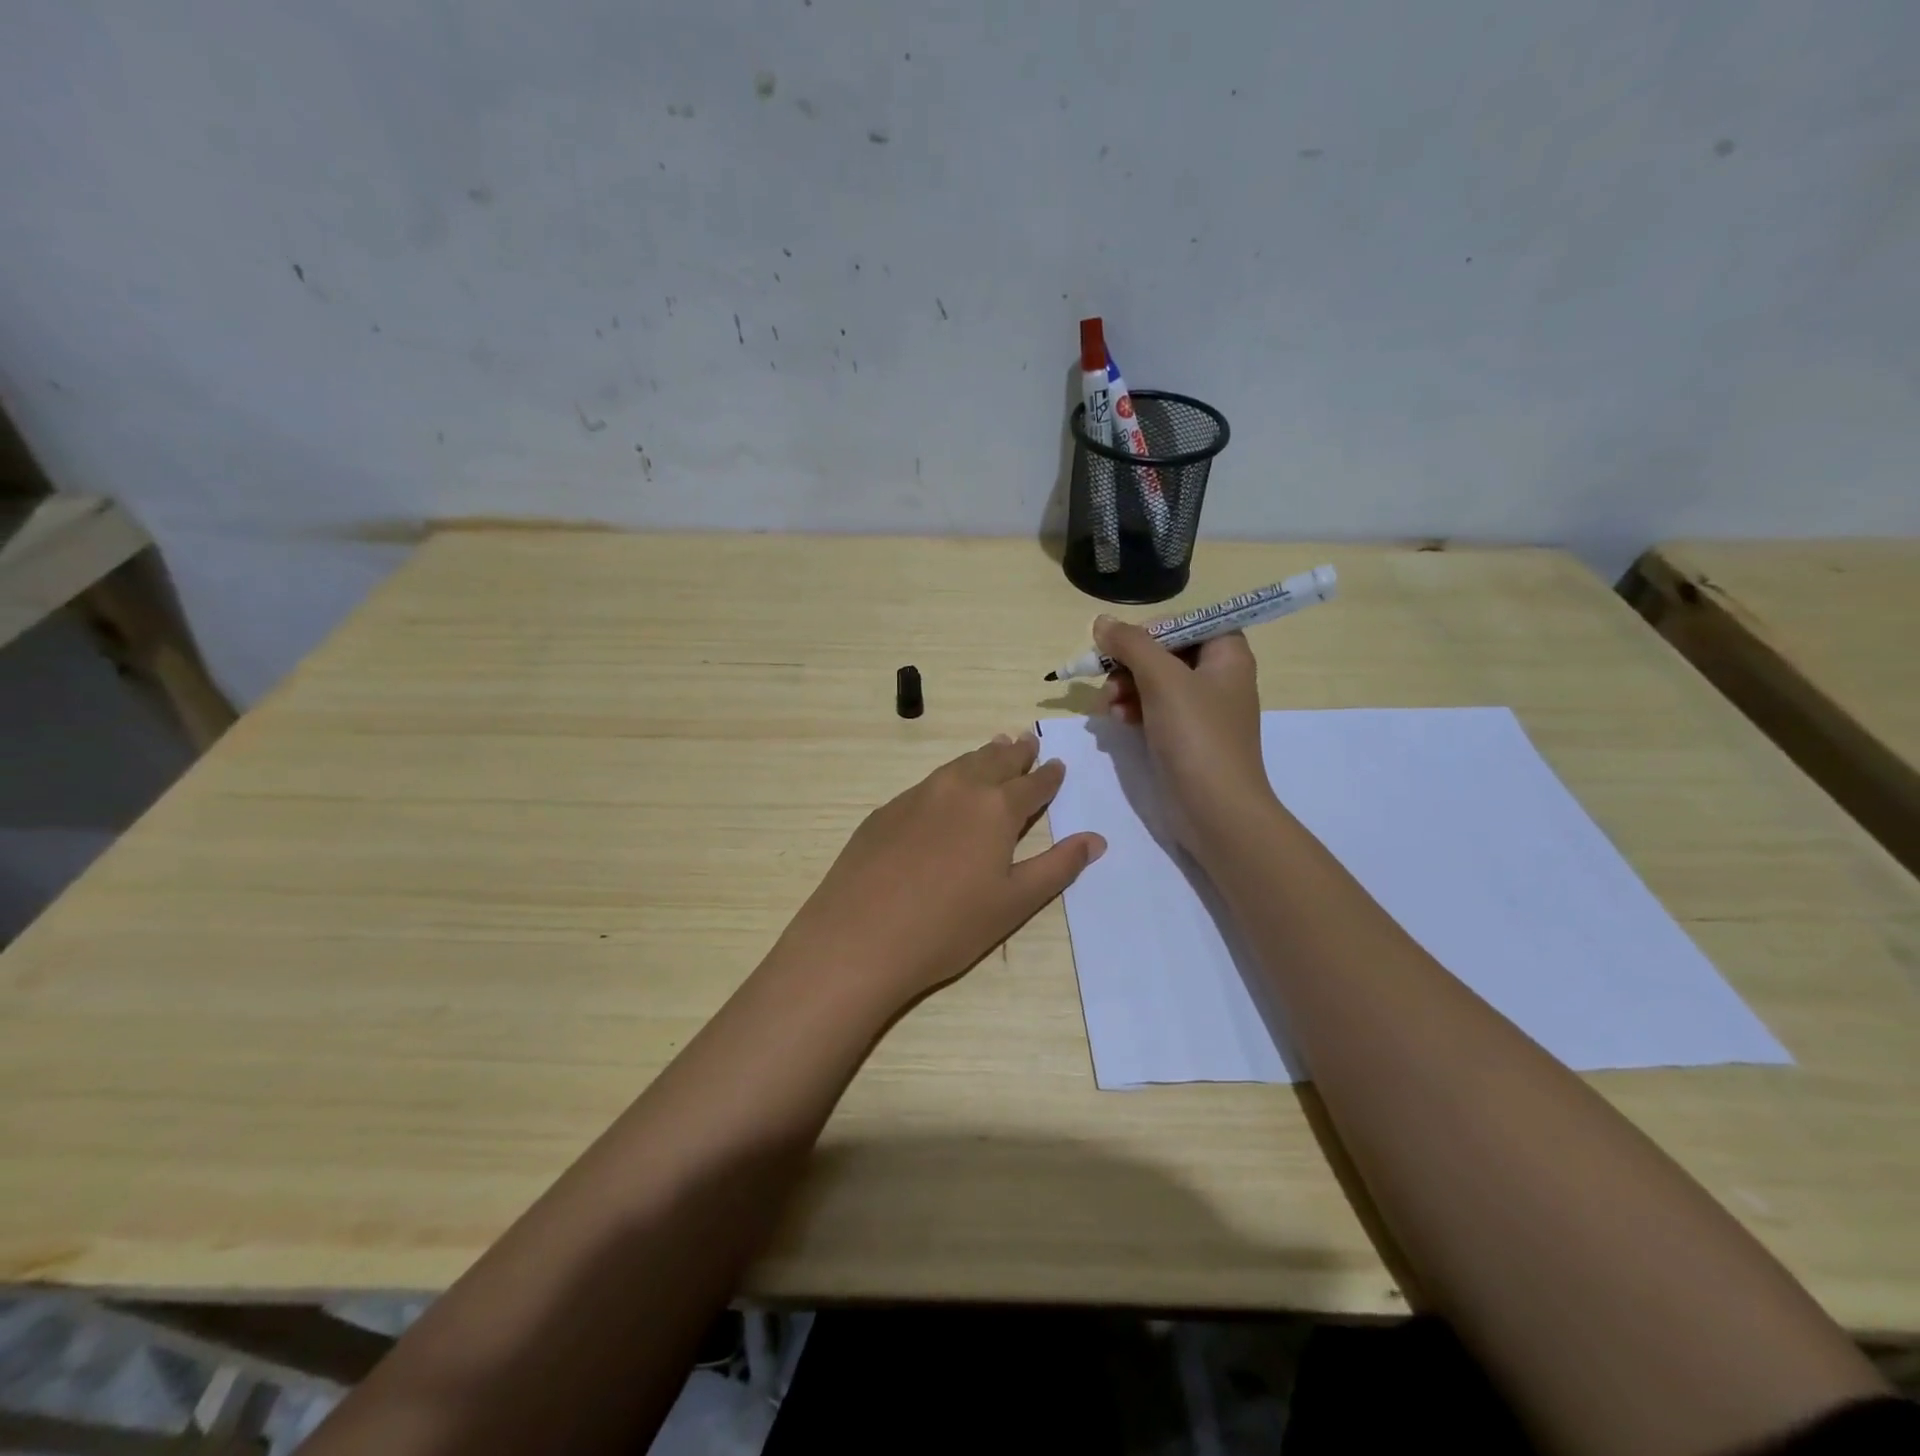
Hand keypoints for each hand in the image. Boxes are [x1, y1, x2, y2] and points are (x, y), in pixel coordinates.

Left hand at [778, 731, 1105, 1011]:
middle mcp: (958, 789)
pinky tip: (946, 788)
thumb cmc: (949, 926)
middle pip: (994, 762)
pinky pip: (928, 783)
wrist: (860, 937)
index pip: (1032, 784)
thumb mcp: (1015, 902)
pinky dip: (949, 777)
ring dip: (982, 756)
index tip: (1058, 764)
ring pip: (959, 766)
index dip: (1048, 776)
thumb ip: (1058, 866)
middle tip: (1027, 740)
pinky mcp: (886, 811)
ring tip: (995, 747)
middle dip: (1015, 753)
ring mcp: (917, 796)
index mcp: (996, 808)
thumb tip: (1096, 839)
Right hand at [1092, 616, 1274, 850]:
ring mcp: (1202, 710)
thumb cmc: (1196, 735)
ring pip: (1154, 682)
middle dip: (1130, 664)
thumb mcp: (1162, 680)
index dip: (1153, 630)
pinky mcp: (1185, 737)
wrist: (1216, 810)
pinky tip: (1116, 721)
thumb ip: (1131, 644)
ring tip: (1107, 706)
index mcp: (1227, 655)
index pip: (1187, 623)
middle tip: (1107, 679)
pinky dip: (1133, 710)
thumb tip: (1101, 622)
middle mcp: (1218, 677)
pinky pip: (1154, 710)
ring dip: (1125, 688)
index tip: (1123, 646)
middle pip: (1166, 653)